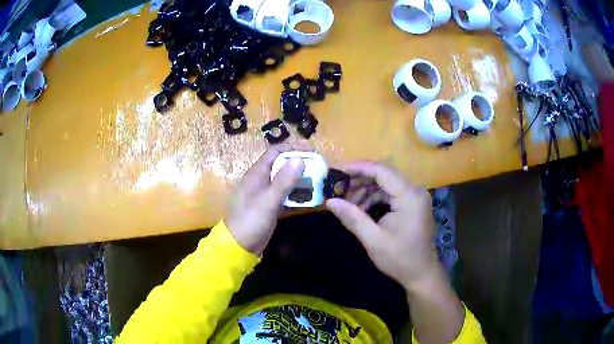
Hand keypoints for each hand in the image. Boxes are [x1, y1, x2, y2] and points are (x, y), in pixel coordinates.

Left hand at [225, 143, 307, 255]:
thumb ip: (283, 180)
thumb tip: (299, 159)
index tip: (312, 151)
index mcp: (257, 174)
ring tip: (318, 182)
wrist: (238, 246)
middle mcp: (261, 181)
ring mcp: (265, 194)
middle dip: (299, 165)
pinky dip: (296, 195)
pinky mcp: (269, 207)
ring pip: (284, 181)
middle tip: (319, 168)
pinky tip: (309, 198)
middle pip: (282, 166)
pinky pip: (285, 196)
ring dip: (300, 180)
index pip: (275, 152)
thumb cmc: (250, 220)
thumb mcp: (268, 200)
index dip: (293, 148)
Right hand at [326, 161, 438, 290]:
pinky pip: (391, 193)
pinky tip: (362, 209)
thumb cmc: (399, 258)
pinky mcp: (413, 204)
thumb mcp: (373, 239)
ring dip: (366, 190)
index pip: (381, 171)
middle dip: (359, 180)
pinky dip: (375, 198)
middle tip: (338, 189)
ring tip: (348, 204)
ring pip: (386, 183)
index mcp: (409, 196)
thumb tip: (330, 202)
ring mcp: (415, 197)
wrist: (421, 273)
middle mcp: (415, 191)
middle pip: (384, 174)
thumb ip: (352, 217)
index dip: (357, 168)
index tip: (336, 171)